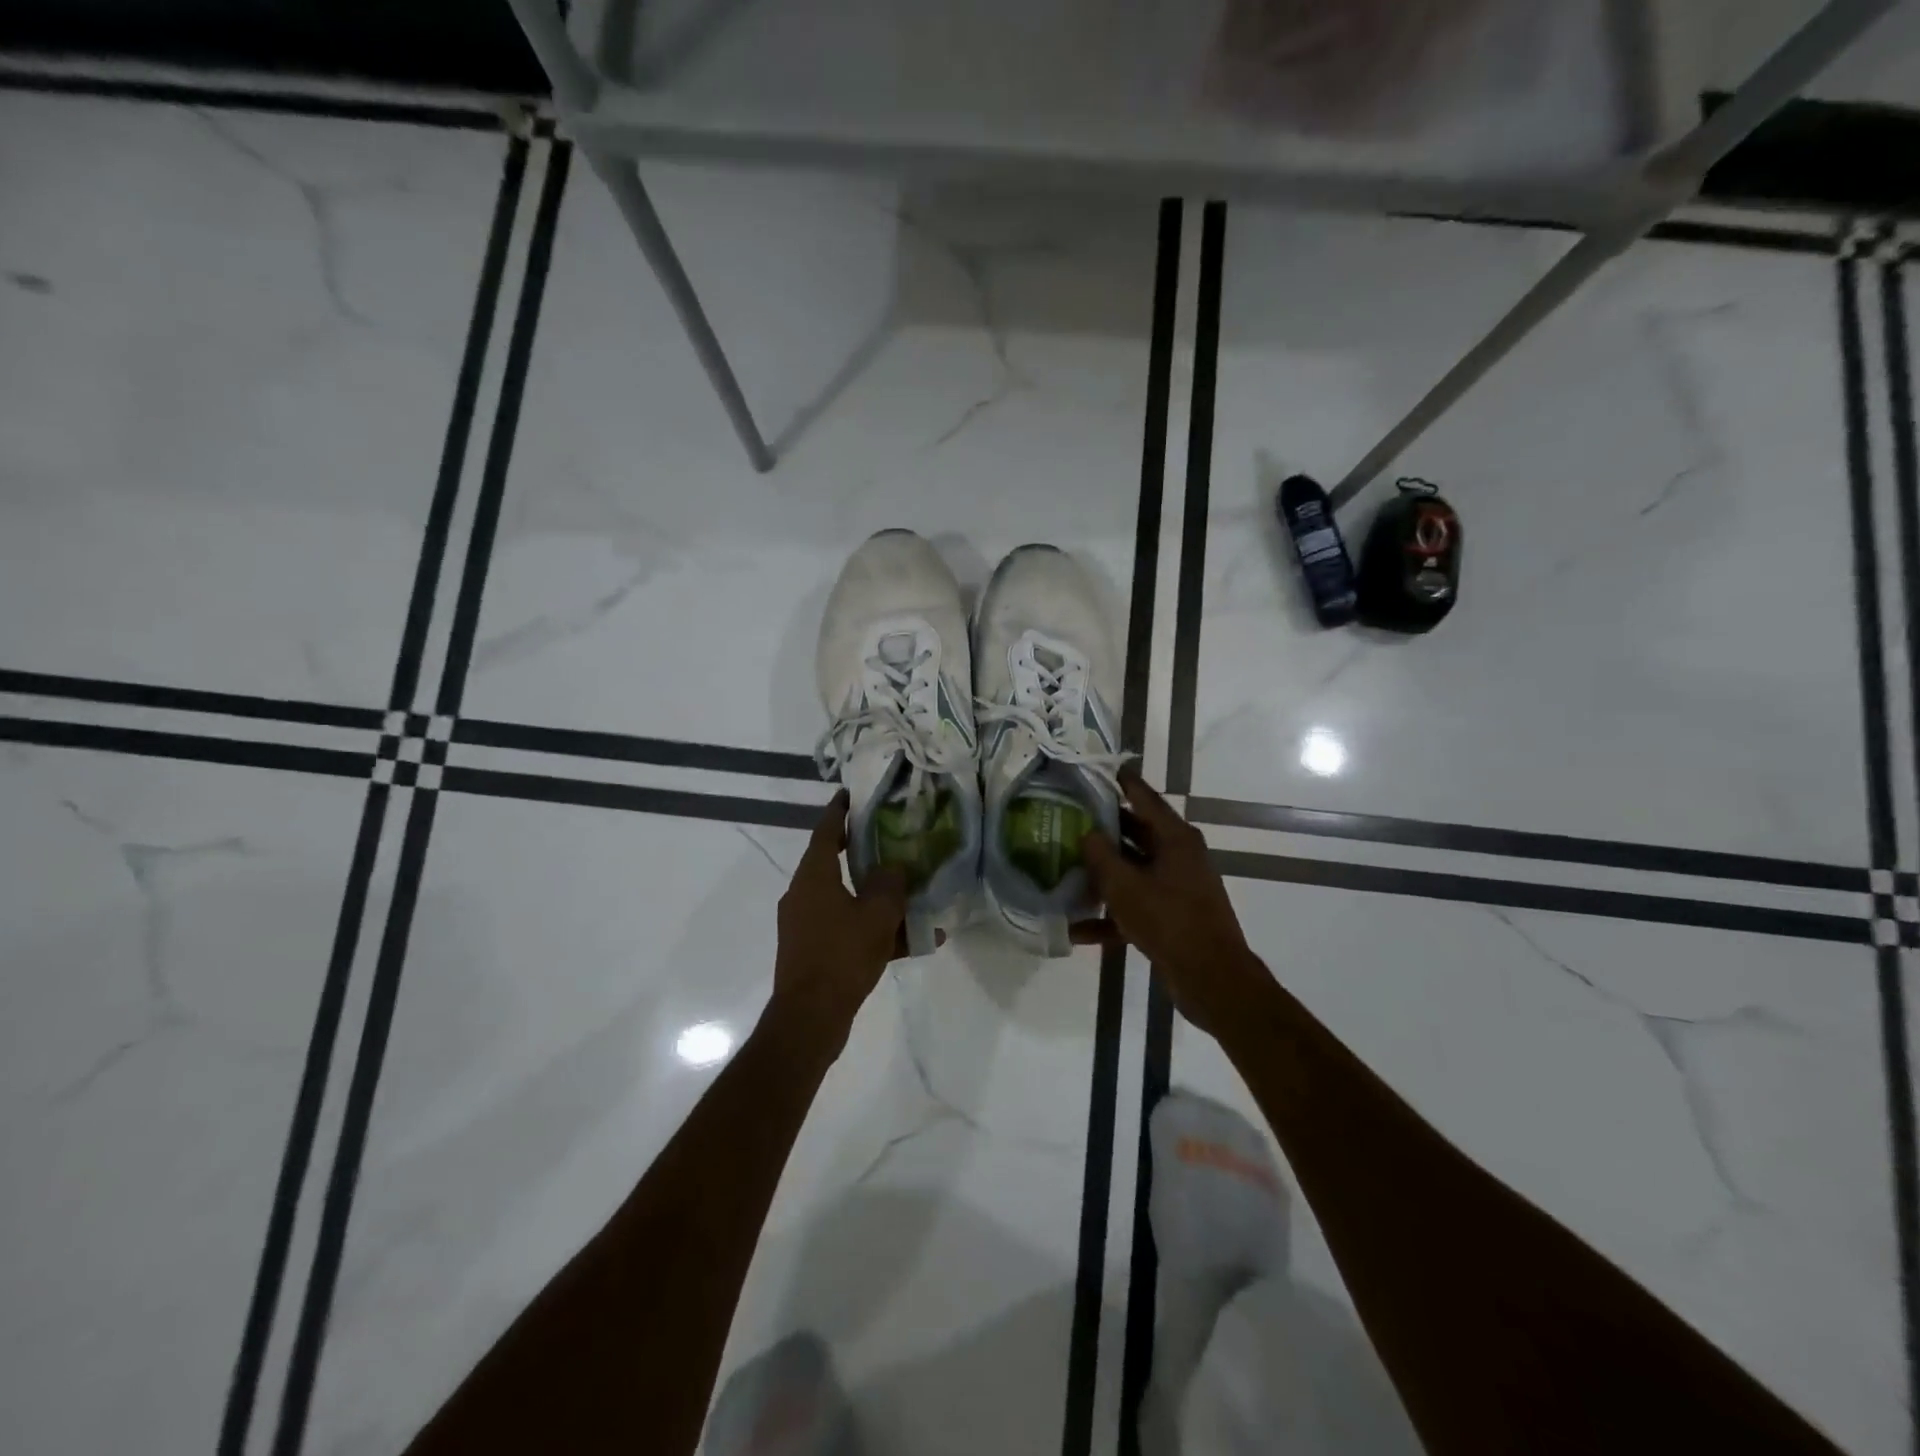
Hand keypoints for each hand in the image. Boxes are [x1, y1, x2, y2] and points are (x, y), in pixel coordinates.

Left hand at [769, 790, 909, 1051]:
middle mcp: (804, 894)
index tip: (852, 794)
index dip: (839, 811)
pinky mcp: (814, 950)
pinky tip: (912, 942)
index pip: (826, 831)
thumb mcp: (877, 915)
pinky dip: (874, 929)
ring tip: (912, 893)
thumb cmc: (842, 955)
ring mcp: (806, 924)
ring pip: (846, 898)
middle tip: (890, 837)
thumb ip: (890, 884)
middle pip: (834, 862)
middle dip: (863, 851)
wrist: (810, 1018)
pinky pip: (848, 929)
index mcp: (814, 876)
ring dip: (876, 896)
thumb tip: (894, 868)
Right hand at [1076, 772, 1269, 1040]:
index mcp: (1175, 838)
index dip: (1123, 782)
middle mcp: (1179, 856)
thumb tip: (1087, 832)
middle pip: (1136, 833)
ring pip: (1133, 870)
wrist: (1211, 978)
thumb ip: (1101, 855)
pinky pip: (1136, 904)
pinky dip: (1112, 913)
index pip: (1144, 798)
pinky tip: (1078, 928)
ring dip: (1104, 874)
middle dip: (1103, 829)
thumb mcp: (1125, 885)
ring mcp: (1177, 887)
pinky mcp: (1172, 916)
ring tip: (1066, 868)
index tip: (1101, 768)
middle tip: (1069, 818)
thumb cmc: (1169, 920)